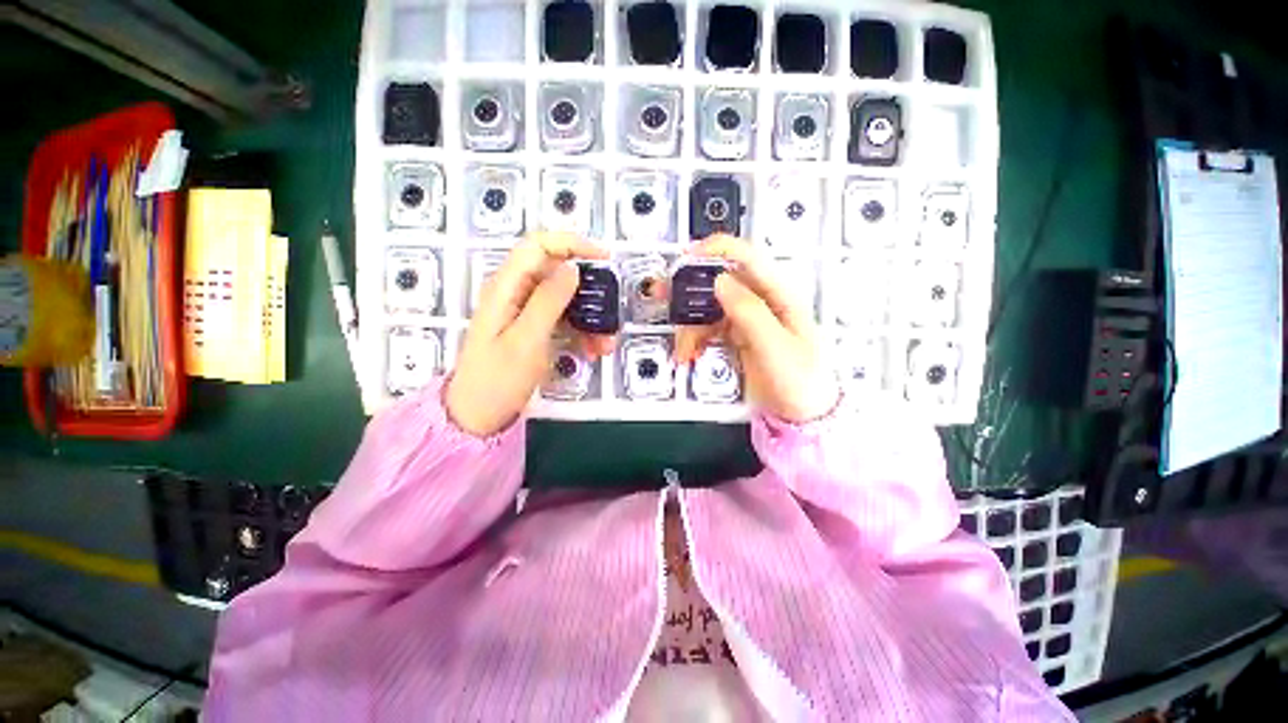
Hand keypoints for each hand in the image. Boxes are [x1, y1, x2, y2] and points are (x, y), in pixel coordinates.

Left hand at [446, 233, 611, 435]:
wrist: (479, 415)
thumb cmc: (498, 379)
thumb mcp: (527, 340)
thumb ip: (549, 301)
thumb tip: (573, 267)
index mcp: (506, 287)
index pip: (539, 245)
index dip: (572, 243)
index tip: (604, 257)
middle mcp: (515, 292)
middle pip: (558, 273)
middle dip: (589, 292)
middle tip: (610, 314)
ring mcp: (525, 311)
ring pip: (566, 299)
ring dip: (590, 318)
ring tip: (605, 345)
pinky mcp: (534, 328)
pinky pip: (564, 319)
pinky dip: (581, 331)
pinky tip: (593, 351)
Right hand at [676, 236, 839, 422]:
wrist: (803, 415)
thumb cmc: (800, 380)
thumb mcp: (776, 347)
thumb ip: (749, 312)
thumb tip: (719, 281)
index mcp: (778, 295)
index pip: (747, 257)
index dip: (716, 249)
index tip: (686, 258)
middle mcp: (760, 301)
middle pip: (719, 282)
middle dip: (689, 290)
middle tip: (663, 297)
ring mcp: (747, 319)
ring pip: (709, 308)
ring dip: (690, 325)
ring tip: (684, 351)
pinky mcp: (736, 336)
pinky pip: (709, 329)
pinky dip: (695, 339)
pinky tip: (690, 354)